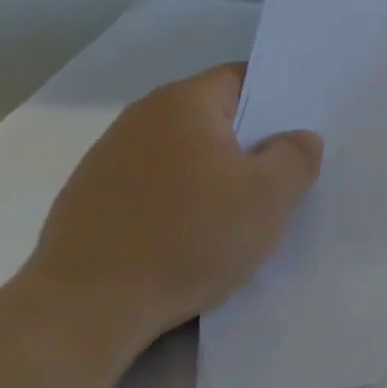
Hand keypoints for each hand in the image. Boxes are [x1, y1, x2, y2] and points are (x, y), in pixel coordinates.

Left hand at [24, 63, 322, 351]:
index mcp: (184, 102)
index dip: (276, 101)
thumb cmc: (189, 238)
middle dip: (246, 143)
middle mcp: (140, 117)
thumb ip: (296, 157)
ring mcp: (108, 157)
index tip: (297, 135)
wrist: (87, 307)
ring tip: (232, 215)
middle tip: (277, 178)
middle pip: (211, 117)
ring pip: (181, 153)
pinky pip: (150, 184)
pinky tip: (185, 238)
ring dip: (209, 175)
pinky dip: (174, 200)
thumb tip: (300, 137)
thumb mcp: (269, 199)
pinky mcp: (89, 198)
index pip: (242, 79)